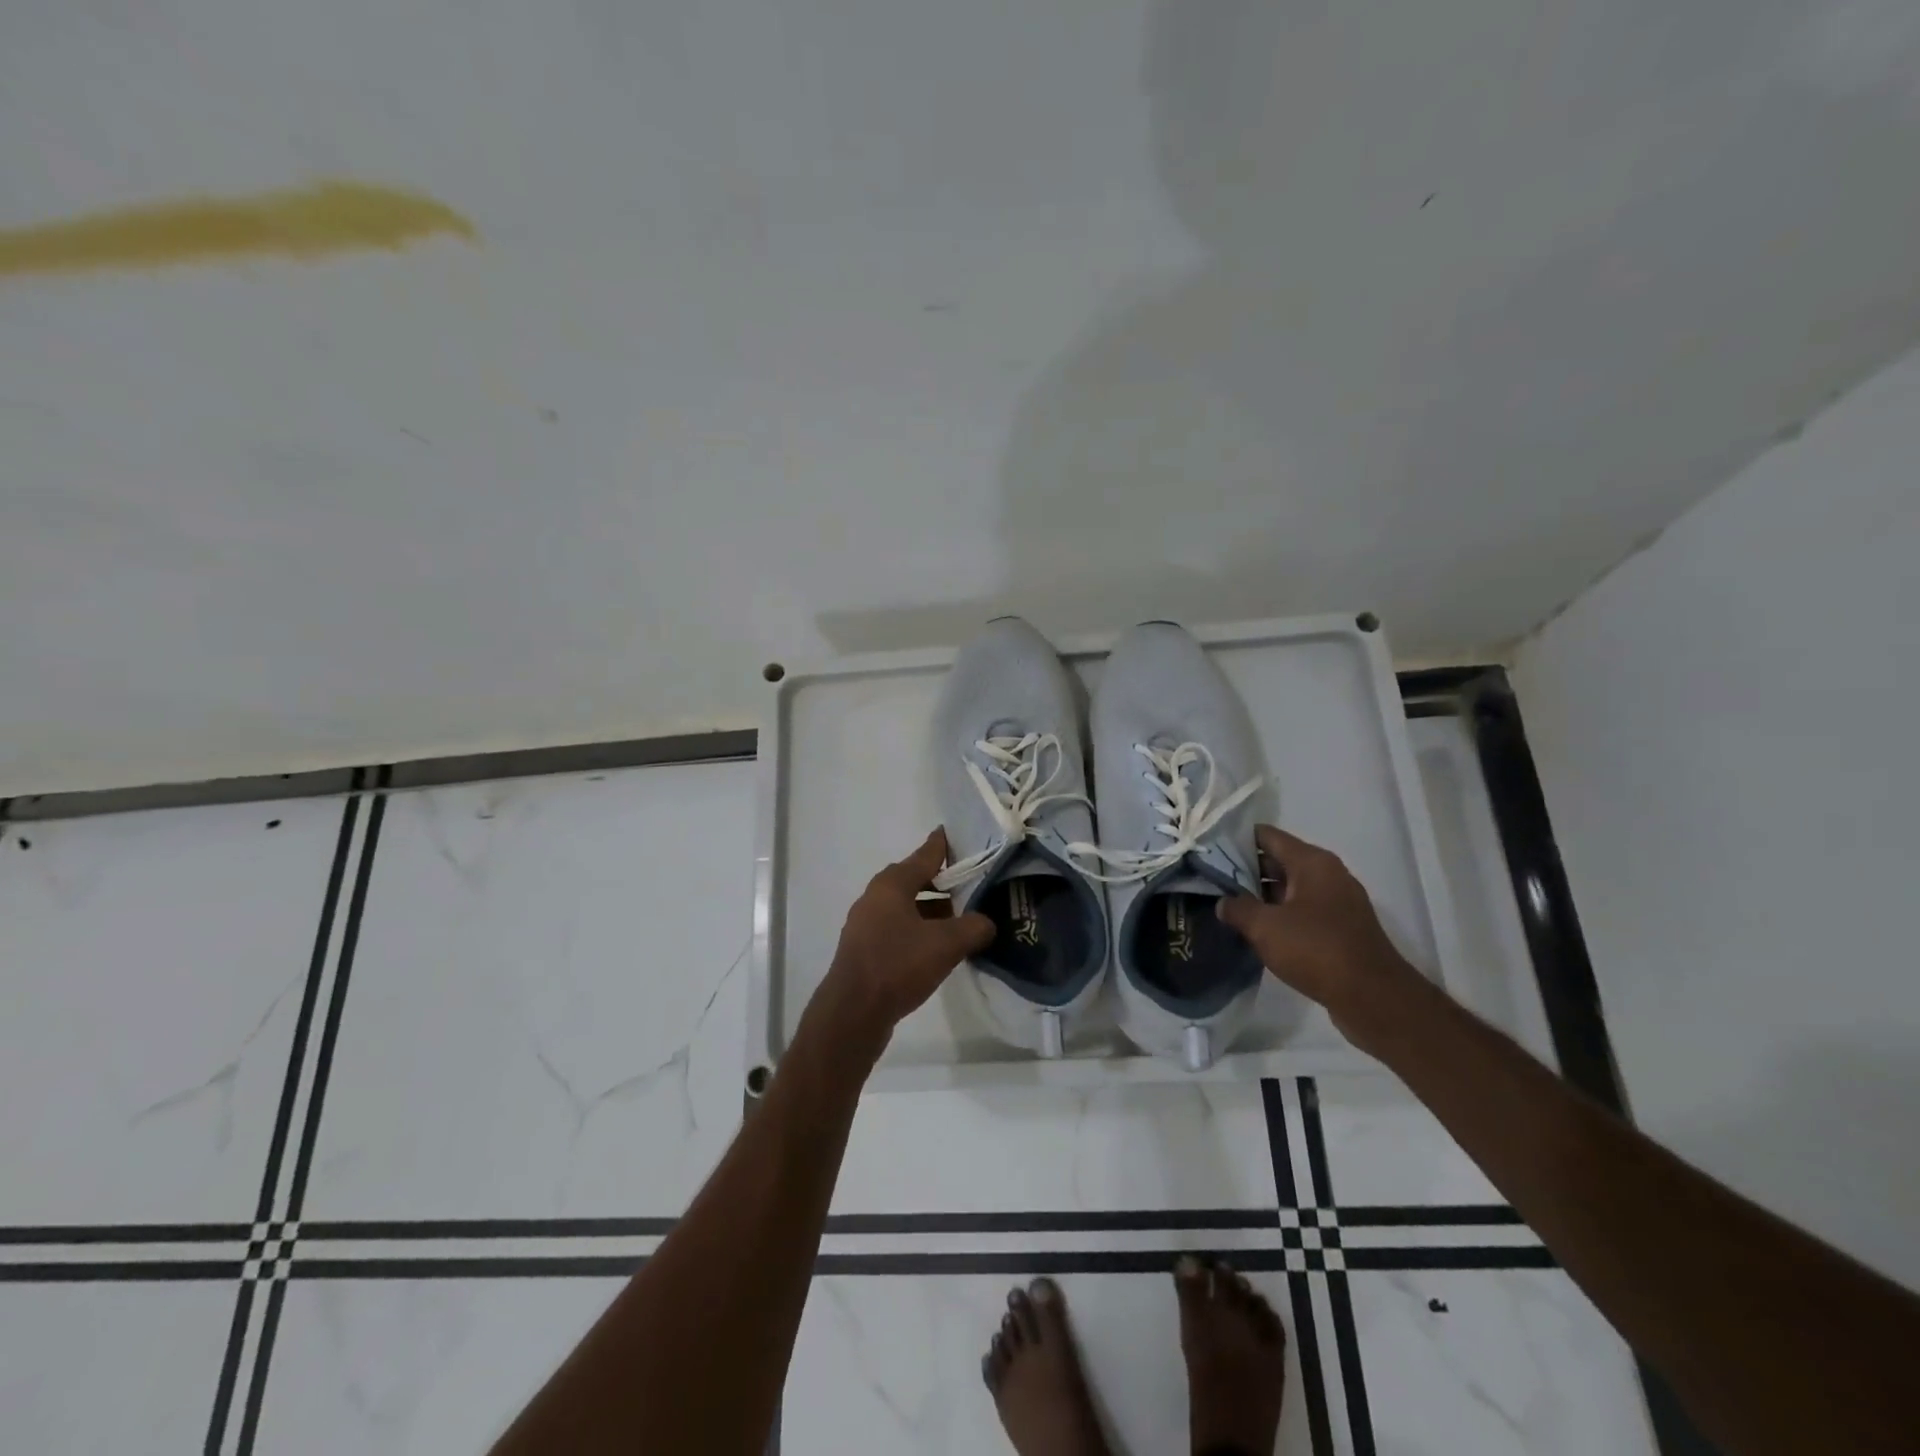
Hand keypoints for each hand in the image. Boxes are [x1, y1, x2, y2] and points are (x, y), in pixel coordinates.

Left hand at [815, 829, 995, 1056]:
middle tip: (975, 886)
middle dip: (946, 883)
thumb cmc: (898, 965)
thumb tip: (987, 923)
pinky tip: (939, 949)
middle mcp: (876, 896)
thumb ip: (974, 927)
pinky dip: (920, 931)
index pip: (926, 853)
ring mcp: (867, 923)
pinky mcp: (865, 948)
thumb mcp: (946, 944)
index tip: (963, 834)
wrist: (853, 1013)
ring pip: (908, 907)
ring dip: (934, 911)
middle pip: (917, 880)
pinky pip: (899, 929)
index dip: (946, 844)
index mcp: (892, 884)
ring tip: (963, 922)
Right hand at [1217, 825, 1426, 1050]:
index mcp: (1313, 862)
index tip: (1208, 849)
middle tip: (1210, 878)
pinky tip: (1255, 930)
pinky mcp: (1340, 929)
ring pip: (1289, 888)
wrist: (1373, 999)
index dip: (1236, 839)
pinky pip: (1301, 911)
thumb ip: (1238, 909)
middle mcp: (1328, 875)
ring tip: (1226, 903)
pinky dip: (1279, 915)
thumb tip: (1223, 903)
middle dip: (1244, 869)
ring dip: (1260, 895)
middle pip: (1278, 860)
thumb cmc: (1317, 950)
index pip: (1267, 836)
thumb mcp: (1265, 927)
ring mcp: (1337, 903)